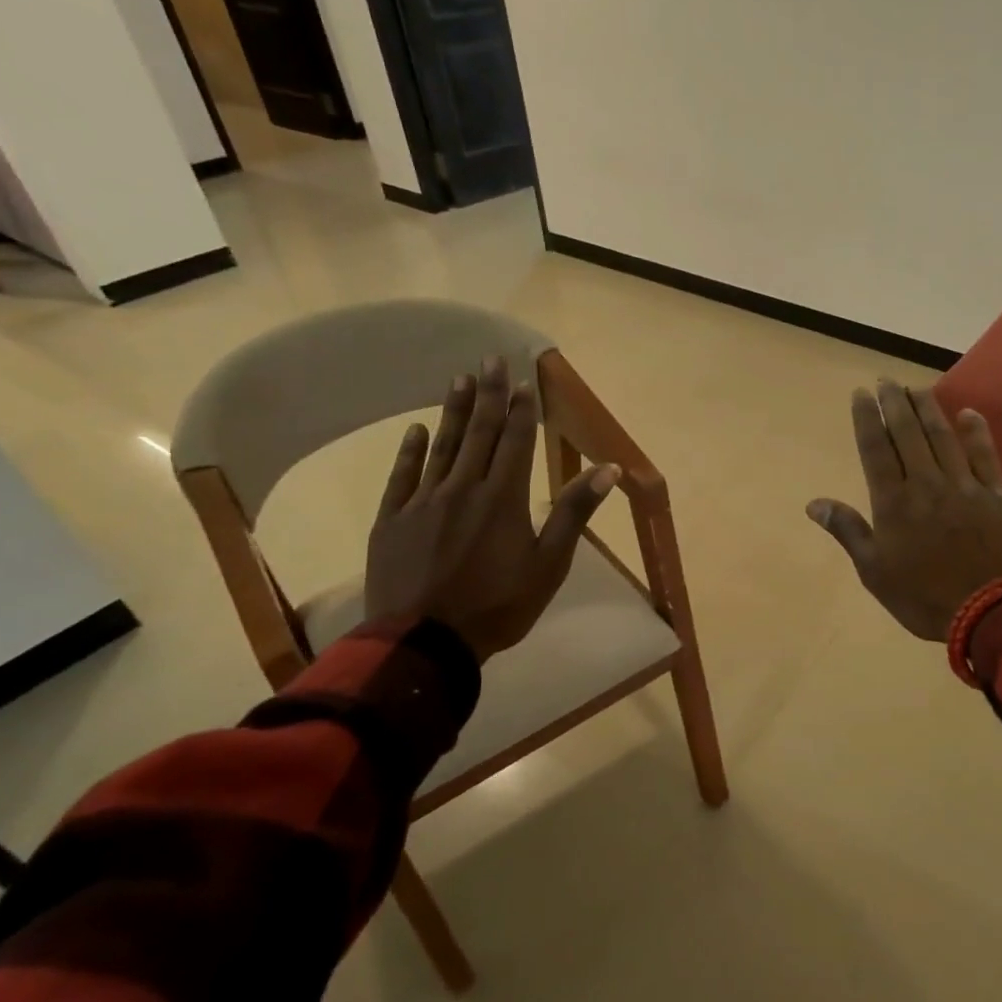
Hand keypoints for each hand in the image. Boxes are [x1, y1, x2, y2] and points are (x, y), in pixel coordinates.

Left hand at [364, 357, 619, 661]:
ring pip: (443, 446)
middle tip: (490, 360)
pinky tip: (417, 429)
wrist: (425, 642)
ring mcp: (423, 502)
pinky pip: (403, 475)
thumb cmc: (498, 606)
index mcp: (504, 498)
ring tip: (460, 379)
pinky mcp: (393, 519)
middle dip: (490, 395)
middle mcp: (464, 488)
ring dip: (454, 411)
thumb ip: (574, 512)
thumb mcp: (550, 564)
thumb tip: (609, 469)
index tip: (524, 381)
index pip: (516, 442)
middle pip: (480, 433)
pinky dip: (411, 450)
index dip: (522, 410)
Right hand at [807, 381, 1001, 639]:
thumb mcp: (875, 572)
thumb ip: (848, 531)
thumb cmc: (925, 597)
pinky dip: (977, 432)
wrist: (991, 612)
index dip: (867, 419)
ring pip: (943, 437)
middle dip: (894, 403)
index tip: (860, 394)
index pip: (876, 449)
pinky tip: (969, 413)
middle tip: (886, 379)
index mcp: (894, 502)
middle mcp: (927, 483)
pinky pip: (985, 455)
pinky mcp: (997, 494)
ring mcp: (965, 485)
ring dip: (928, 409)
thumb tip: (814, 503)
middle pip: (908, 433)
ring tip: (916, 388)